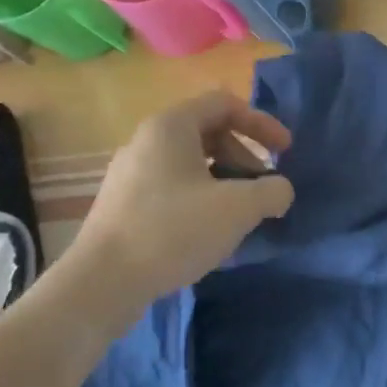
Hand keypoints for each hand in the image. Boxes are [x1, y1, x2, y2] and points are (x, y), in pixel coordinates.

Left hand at [55, 90, 293, 321]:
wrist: (102, 283)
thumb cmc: (173, 230)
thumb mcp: (238, 208)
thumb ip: (272, 191)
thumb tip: (280, 190)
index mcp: (171, 126)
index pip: (225, 103)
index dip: (261, 123)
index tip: (285, 151)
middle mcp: (146, 140)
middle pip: (209, 133)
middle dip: (244, 157)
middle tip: (262, 190)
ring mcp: (130, 173)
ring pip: (190, 163)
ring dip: (225, 181)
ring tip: (240, 215)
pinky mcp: (123, 204)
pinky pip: (172, 187)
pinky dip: (201, 199)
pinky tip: (209, 232)